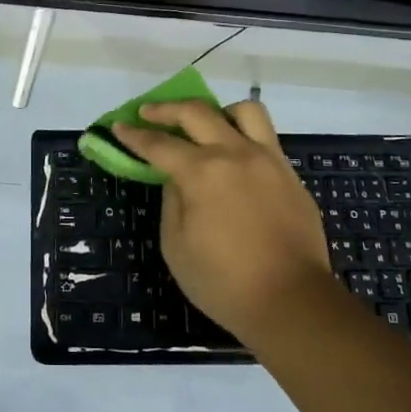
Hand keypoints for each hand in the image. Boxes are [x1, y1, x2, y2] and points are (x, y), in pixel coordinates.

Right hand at [114, 98, 331, 343]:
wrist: (292, 301)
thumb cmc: (224, 282)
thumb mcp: (177, 246)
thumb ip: (172, 202)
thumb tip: (176, 178)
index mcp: (202, 173)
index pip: (159, 144)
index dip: (134, 135)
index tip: (118, 126)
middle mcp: (235, 154)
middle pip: (196, 112)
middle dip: (165, 109)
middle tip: (148, 113)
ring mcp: (268, 160)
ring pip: (244, 111)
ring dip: (217, 112)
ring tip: (205, 128)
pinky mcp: (289, 173)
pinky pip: (266, 137)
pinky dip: (243, 135)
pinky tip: (234, 158)